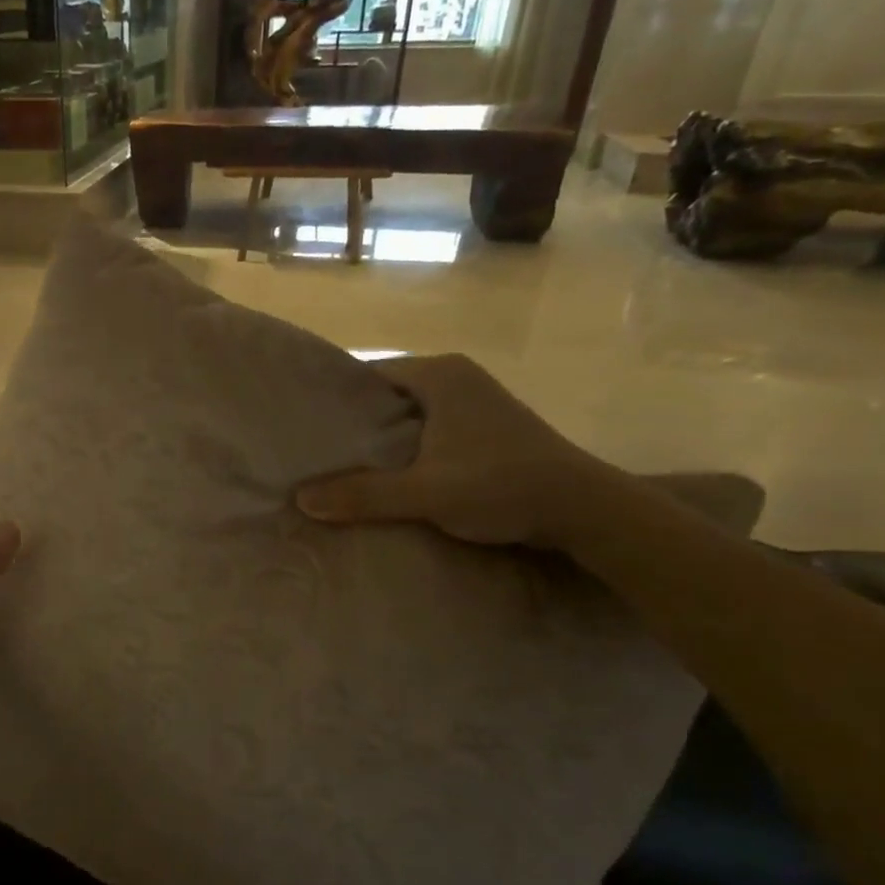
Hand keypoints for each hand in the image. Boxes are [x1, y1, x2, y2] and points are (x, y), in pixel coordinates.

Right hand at [296, 354, 610, 547]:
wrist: (584, 509)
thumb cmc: (502, 485)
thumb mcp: (426, 492)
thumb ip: (363, 495)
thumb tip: (300, 500)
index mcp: (440, 375)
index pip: (370, 374)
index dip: (336, 400)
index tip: (305, 425)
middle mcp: (457, 378)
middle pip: (388, 396)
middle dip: (355, 424)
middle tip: (316, 452)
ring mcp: (475, 403)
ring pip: (410, 416)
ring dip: (382, 441)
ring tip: (341, 468)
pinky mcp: (486, 430)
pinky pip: (430, 432)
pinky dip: (408, 450)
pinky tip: (388, 477)